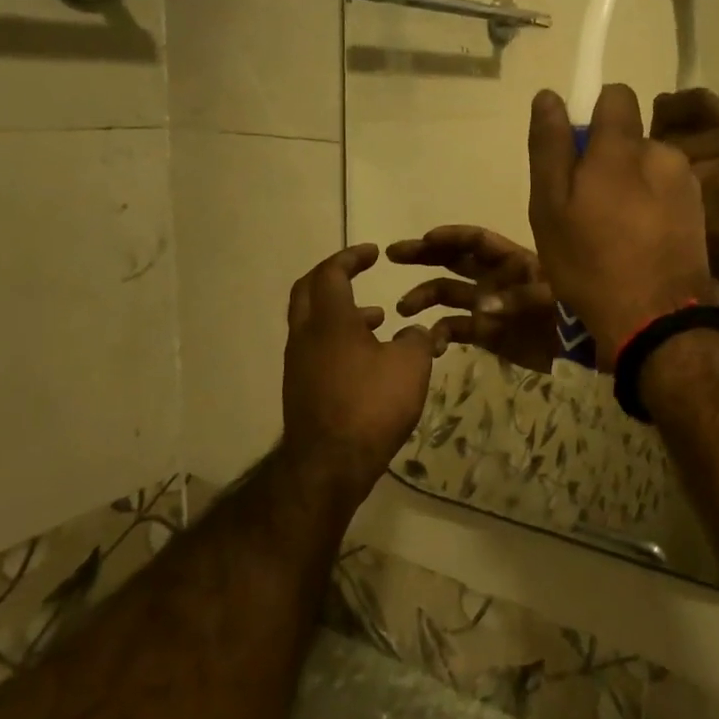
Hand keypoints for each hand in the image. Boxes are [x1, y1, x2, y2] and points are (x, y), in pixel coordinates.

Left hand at [281, 245, 434, 507]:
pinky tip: (369, 357)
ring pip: (313, 322)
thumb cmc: (372, 405)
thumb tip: (417, 330)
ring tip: (378, 317)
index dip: (351, 258)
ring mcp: (299, 364)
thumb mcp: (411, 364)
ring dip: (341, 311)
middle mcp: (306, 336)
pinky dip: (339, 338)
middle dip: (334, 276)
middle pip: (308, 291)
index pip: (332, 273)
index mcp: (330, 320)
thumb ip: (418, 338)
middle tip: (360, 271)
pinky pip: (318, 348)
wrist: (330, 465)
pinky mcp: (302, 389)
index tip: (372, 253)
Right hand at [387, 226, 558, 373]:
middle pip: (454, 260)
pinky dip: (441, 334)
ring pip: (449, 294)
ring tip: (404, 309)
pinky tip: (432, 343)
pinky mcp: (486, 334)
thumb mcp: (553, 296)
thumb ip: (517, 299)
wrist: (585, 349)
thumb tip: (480, 309)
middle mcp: (495, 278)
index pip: (476, 241)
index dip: (451, 237)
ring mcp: (489, 306)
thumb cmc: (573, 312)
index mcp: (512, 261)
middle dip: (425, 255)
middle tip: (393, 254)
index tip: (425, 238)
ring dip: (425, 296)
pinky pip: (456, 329)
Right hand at [528, 85, 717, 367]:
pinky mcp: (699, 211)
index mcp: (623, 147)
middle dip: (611, 160)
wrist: (656, 319)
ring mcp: (686, 184)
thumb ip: (551, 146)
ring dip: (632, 186)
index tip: (580, 152)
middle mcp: (662, 154)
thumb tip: (549, 96)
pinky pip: (667, 194)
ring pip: (649, 168)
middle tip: (588, 208)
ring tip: (615, 233)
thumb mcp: (550, 207)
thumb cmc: (591, 263)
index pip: (616, 95)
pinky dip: (652, 208)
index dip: (596, 115)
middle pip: (631, 139)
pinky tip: (641, 245)